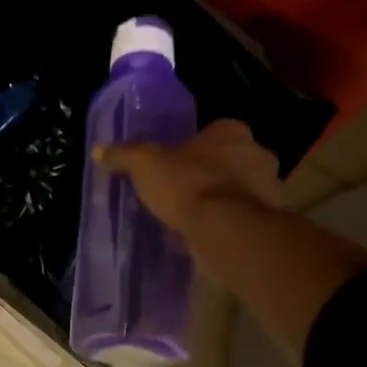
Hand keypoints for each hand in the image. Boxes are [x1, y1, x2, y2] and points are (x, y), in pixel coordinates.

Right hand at [96, 119, 282, 234]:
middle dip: (209, 173)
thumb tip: (98, 150)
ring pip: (238, 189)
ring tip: (190, 217)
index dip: (192, 147)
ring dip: (220, 200)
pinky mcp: (268, 220)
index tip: (174, 164)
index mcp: (232, 132)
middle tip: (181, 190)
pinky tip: (204, 234)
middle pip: (229, 160)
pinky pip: (241, 217)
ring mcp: (268, 188)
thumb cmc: (187, 185)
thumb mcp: (145, 165)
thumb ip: (124, 155)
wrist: (225, 230)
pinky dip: (226, 223)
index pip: (213, 132)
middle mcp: (257, 154)